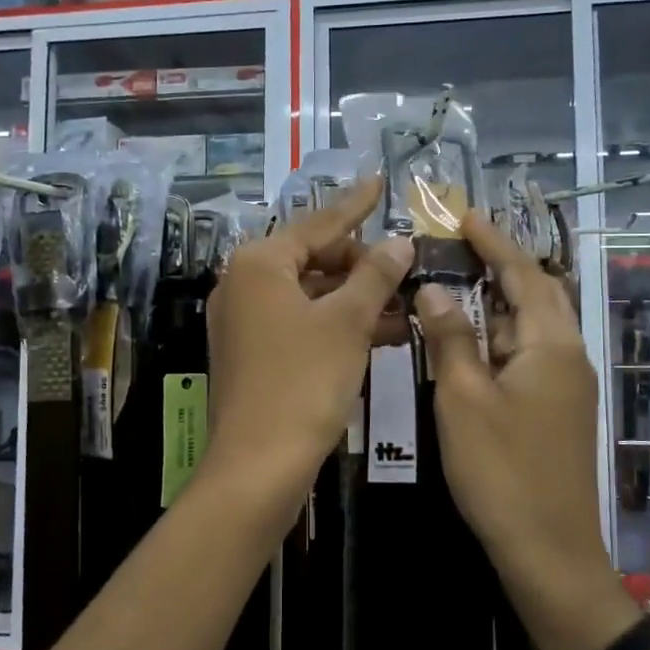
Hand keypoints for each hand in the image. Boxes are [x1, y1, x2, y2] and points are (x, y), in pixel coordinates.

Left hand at [203, 177, 412, 518]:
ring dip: (356, 299)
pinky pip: (301, 324)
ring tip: (406, 304)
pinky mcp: (252, 354)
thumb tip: (399, 242)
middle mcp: (243, 284)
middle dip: (362, 265)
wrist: (257, 466)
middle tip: (406, 268)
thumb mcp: (347, 323)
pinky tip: (382, 334)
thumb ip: (375, 276)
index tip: (381, 183)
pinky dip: (337, 325)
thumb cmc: (303, 382)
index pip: (319, 224)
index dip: (356, 205)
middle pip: (312, 258)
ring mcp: (244, 321)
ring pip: (310, 295)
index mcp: (259, 263)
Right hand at [415, 214, 633, 649]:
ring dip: (499, 302)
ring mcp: (566, 386)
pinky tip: (472, 343)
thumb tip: (435, 289)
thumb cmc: (502, 470)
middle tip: (460, 245)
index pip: (523, 274)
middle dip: (501, 265)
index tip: (463, 215)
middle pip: (537, 294)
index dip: (493, 241)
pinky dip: (501, 337)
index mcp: (551, 345)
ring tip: (458, 284)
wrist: (549, 550)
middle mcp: (567, 356)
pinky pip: (529, 355)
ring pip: (532, 327)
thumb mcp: (464, 399)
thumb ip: (451, 339)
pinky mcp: (557, 411)